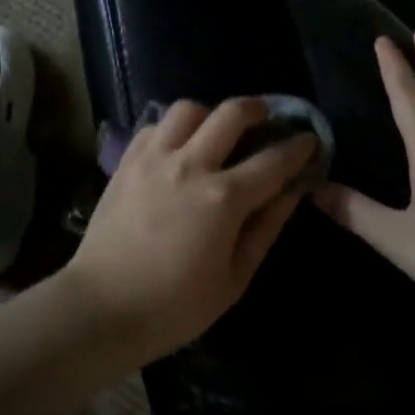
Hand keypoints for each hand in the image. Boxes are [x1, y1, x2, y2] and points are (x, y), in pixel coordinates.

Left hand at [63, 98, 315, 362]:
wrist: (103, 306)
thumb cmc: (175, 306)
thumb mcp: (234, 279)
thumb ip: (265, 229)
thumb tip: (291, 193)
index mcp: (223, 198)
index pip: (273, 160)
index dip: (298, 147)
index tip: (311, 139)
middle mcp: (190, 165)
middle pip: (231, 113)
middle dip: (259, 108)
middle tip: (268, 117)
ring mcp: (154, 158)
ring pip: (188, 109)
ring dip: (210, 115)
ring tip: (216, 133)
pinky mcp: (127, 161)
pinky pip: (155, 126)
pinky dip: (173, 129)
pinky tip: (178, 148)